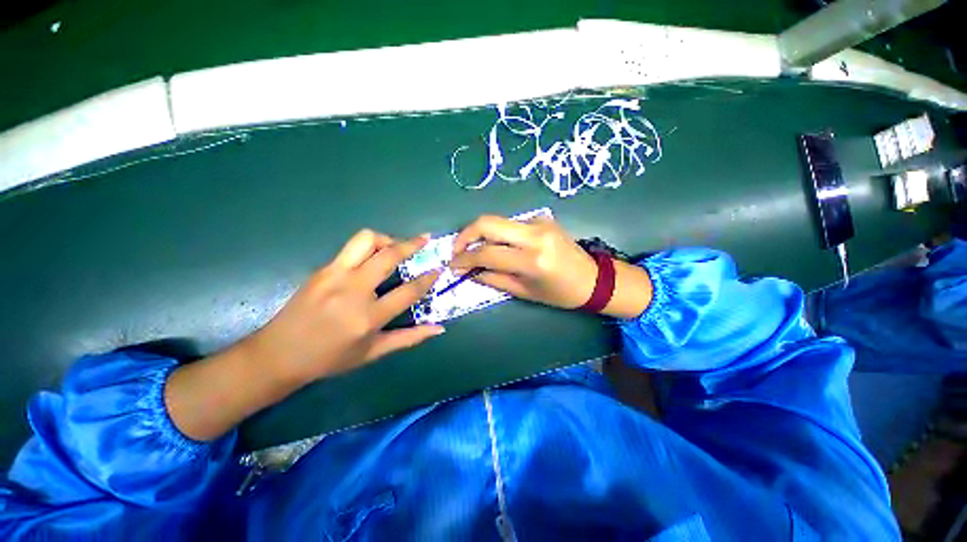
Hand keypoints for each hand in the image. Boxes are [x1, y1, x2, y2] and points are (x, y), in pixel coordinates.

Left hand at [245, 229, 442, 383]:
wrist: (277, 355)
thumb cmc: (329, 359)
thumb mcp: (373, 353)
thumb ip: (409, 338)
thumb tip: (439, 329)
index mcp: (369, 317)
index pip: (408, 291)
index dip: (428, 278)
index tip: (439, 268)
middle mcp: (353, 290)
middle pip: (389, 255)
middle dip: (412, 244)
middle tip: (425, 239)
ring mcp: (334, 275)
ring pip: (366, 239)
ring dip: (387, 239)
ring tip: (396, 247)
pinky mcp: (322, 269)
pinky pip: (351, 248)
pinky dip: (369, 247)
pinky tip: (373, 258)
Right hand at [450, 215, 652, 318]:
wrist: (593, 278)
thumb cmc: (560, 293)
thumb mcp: (524, 292)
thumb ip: (493, 279)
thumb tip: (469, 271)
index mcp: (532, 259)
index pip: (486, 253)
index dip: (464, 259)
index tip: (452, 265)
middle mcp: (534, 234)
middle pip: (487, 223)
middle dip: (465, 235)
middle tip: (457, 251)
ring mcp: (539, 222)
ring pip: (497, 221)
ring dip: (480, 233)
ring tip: (474, 250)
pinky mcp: (542, 218)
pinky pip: (511, 224)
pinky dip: (498, 234)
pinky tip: (499, 247)